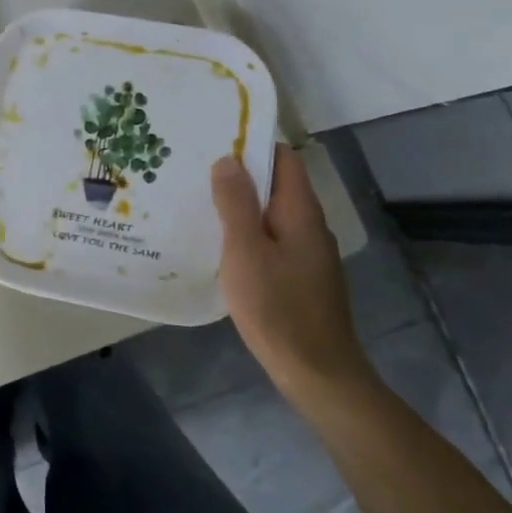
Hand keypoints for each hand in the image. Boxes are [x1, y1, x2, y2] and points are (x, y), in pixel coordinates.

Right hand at [212, 146, 376, 408]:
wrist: (317, 373)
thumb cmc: (277, 308)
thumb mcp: (245, 251)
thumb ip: (236, 204)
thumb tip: (228, 159)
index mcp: (300, 212)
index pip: (283, 158)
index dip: (253, 143)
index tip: (215, 139)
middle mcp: (309, 225)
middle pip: (277, 184)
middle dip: (240, 174)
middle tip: (195, 169)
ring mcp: (308, 253)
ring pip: (271, 213)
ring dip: (240, 204)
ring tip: (199, 201)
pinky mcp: (301, 276)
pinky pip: (271, 238)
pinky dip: (247, 232)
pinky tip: (220, 244)